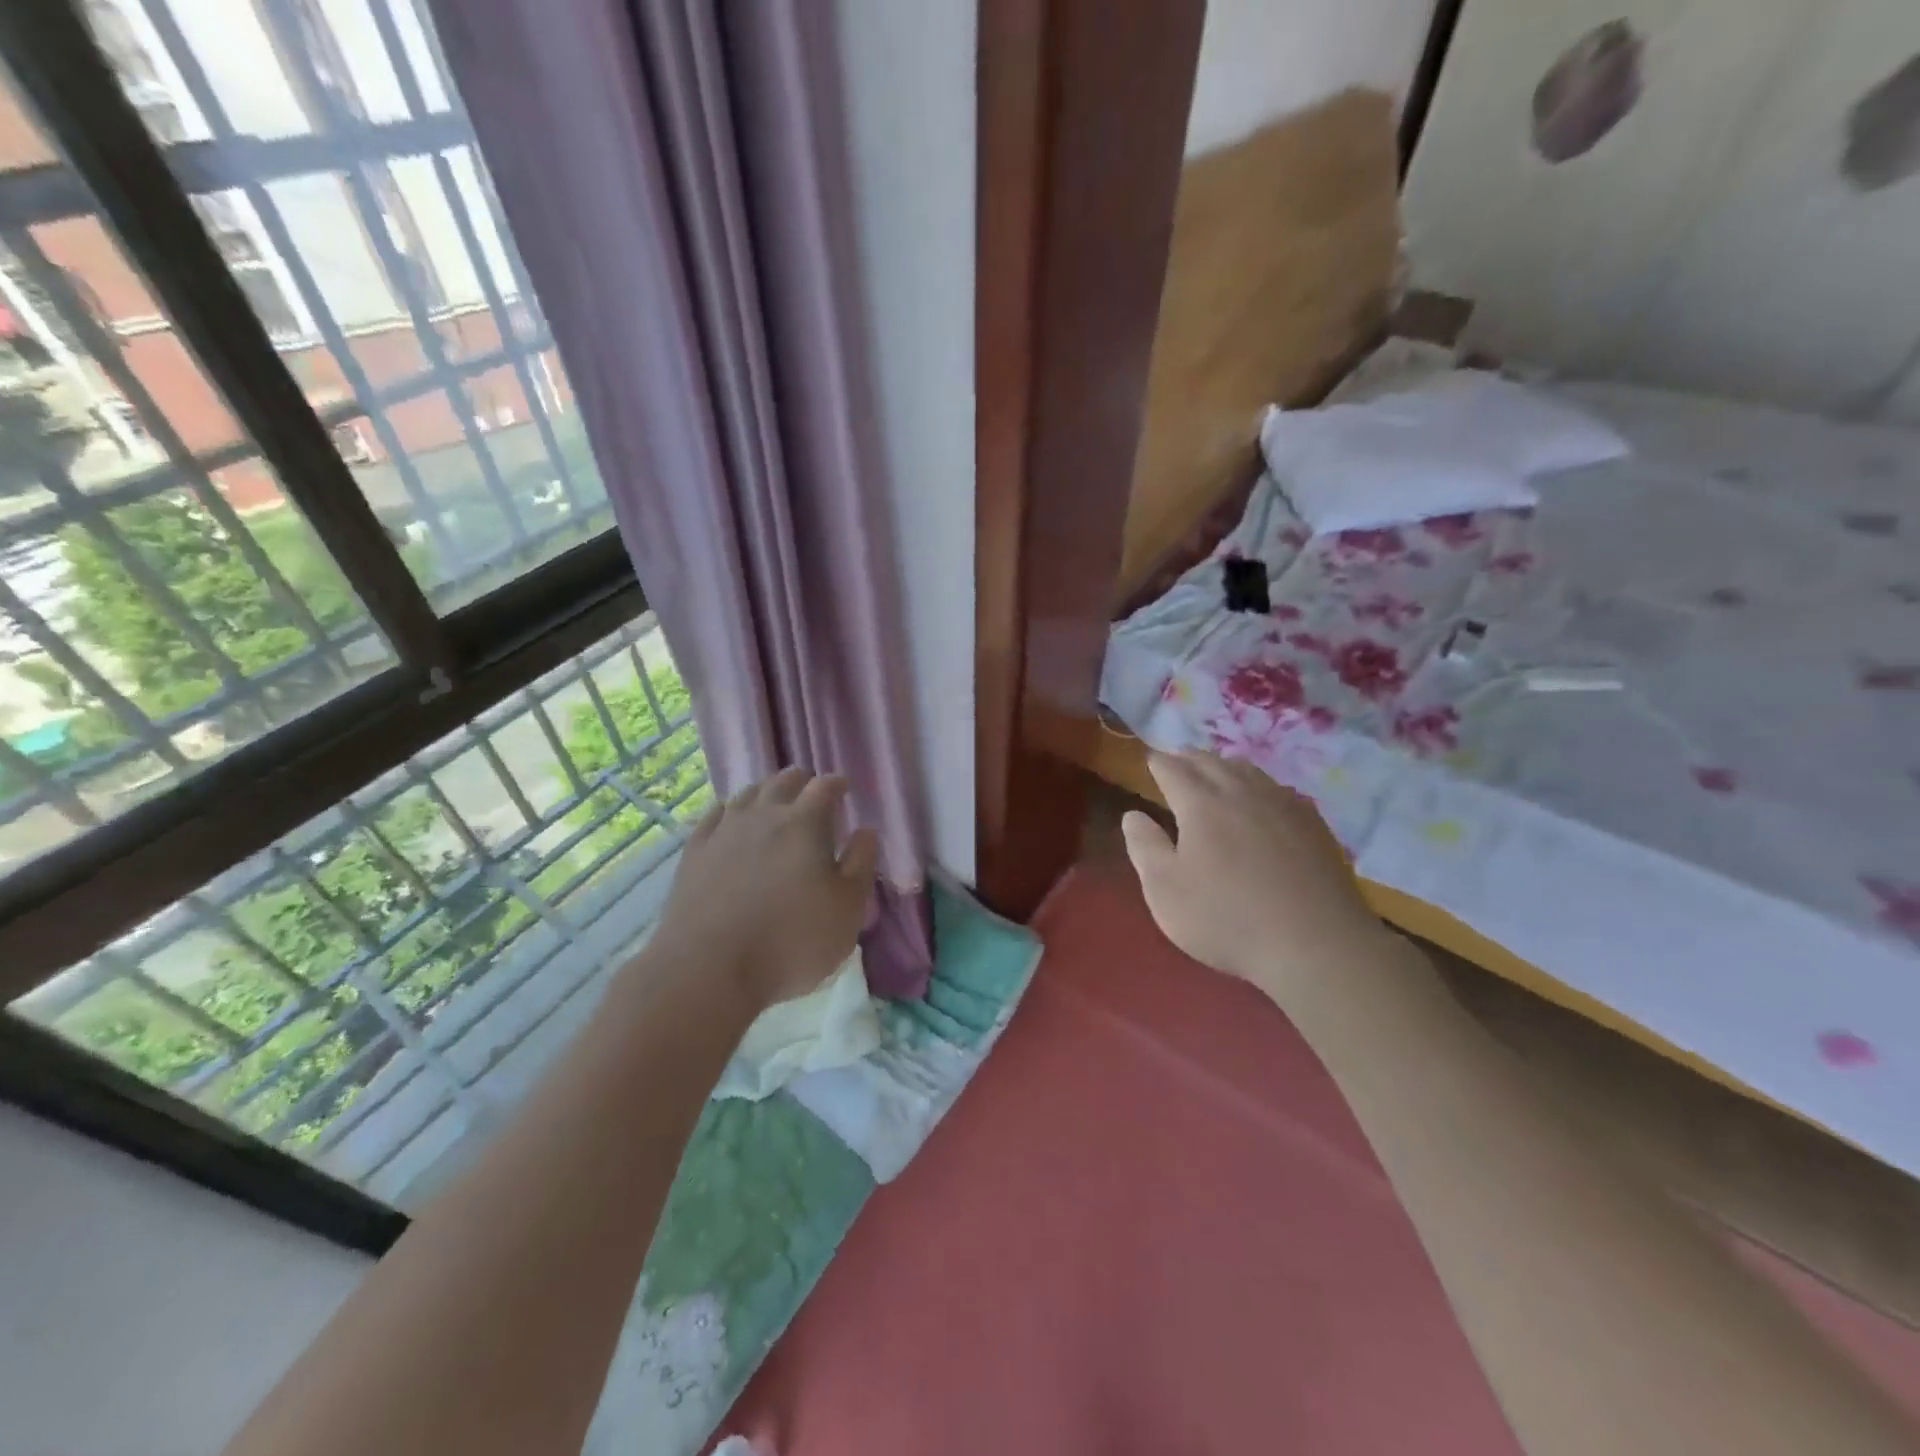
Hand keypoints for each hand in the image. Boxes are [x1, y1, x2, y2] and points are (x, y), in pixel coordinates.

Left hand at [652, 767, 878, 1011]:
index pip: (824, 786)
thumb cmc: (791, 942)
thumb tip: (866, 830)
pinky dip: (730, 810)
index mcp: (805, 824)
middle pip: (783, 781)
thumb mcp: (847, 910)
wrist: (708, 971)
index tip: (844, 789)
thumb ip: (861, 864)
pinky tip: (731, 819)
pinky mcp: (694, 852)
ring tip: (774, 803)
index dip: (837, 783)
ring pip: (748, 793)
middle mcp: (763, 815)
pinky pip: (715, 814)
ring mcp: (723, 831)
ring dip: (766, 792)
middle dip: (802, 782)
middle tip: (811, 794)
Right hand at [1121, 750, 1391, 1004]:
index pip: (1173, 770)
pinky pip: (1278, 789)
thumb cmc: (1226, 919)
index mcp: (1201, 804)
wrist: (1315, 945)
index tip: (1149, 759)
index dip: (1158, 762)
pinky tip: (1262, 798)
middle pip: (1211, 762)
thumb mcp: (1165, 890)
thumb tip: (1133, 815)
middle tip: (1177, 758)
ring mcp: (1283, 805)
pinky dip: (1259, 784)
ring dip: (1224, 765)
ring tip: (1215, 769)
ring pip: (1248, 770)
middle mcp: (1242, 793)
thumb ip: (1145, 847)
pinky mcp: (1313, 824)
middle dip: (1189, 757)